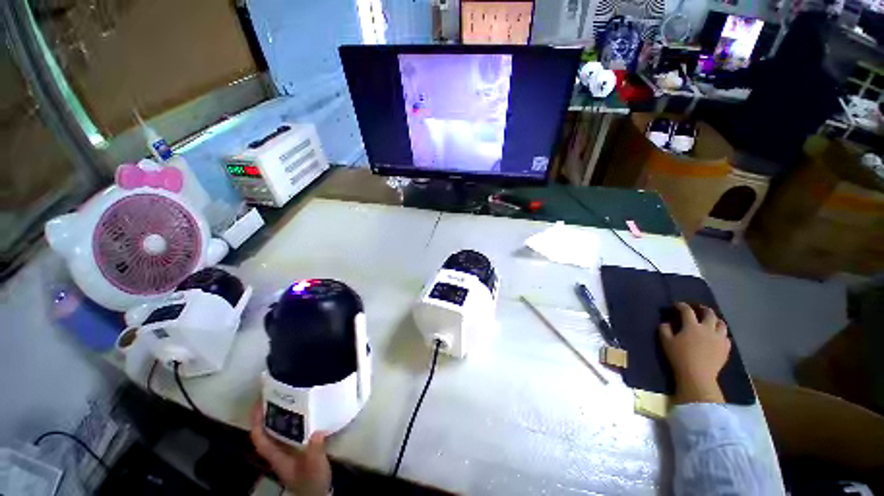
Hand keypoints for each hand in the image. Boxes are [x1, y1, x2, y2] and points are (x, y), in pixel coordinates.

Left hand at [250, 401, 331, 495]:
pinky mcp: (294, 450)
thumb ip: (315, 450)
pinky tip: (298, 413)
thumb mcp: (315, 466)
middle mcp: (277, 453)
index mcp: (277, 457)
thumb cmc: (313, 480)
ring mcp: (284, 452)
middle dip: (264, 415)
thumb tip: (318, 431)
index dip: (256, 423)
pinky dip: (287, 422)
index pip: (260, 439)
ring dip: (275, 417)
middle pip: (265, 433)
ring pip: (274, 433)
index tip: (258, 404)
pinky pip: (286, 433)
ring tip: (284, 399)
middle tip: (272, 395)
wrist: (317, 493)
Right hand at [659, 302, 730, 404]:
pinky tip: (717, 337)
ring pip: (722, 324)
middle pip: (709, 314)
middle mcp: (708, 329)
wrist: (698, 376)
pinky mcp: (725, 348)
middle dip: (703, 309)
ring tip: (711, 321)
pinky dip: (721, 334)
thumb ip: (664, 329)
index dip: (681, 305)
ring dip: (716, 320)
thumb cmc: (679, 357)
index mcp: (692, 326)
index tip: (677, 305)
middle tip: (698, 309)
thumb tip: (666, 322)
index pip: (687, 310)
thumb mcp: (665, 342)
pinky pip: (726, 337)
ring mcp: (719, 339)